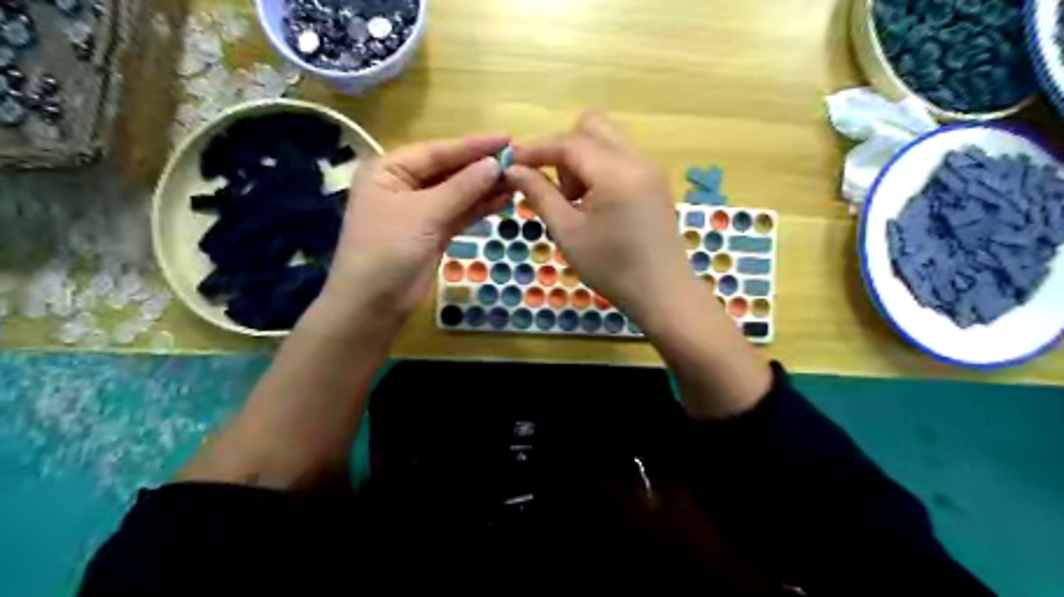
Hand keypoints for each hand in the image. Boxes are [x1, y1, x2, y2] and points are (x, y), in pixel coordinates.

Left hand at [328, 135, 513, 322]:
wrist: (375, 303)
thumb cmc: (389, 249)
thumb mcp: (425, 213)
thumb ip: (462, 188)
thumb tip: (496, 164)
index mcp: (389, 169)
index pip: (437, 151)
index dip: (473, 145)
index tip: (507, 138)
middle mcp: (404, 185)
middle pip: (449, 171)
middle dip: (481, 167)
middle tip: (519, 160)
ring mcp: (420, 210)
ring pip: (457, 193)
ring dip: (485, 188)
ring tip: (518, 180)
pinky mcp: (433, 232)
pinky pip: (460, 213)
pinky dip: (480, 208)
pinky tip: (504, 200)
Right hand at [510, 112, 698, 325]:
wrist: (663, 294)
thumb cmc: (611, 268)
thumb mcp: (567, 233)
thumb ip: (539, 195)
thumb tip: (513, 170)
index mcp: (615, 171)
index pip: (568, 142)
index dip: (535, 150)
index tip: (511, 165)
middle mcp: (637, 159)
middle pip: (592, 127)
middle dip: (564, 149)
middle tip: (556, 189)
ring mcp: (650, 169)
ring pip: (607, 140)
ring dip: (582, 159)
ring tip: (576, 202)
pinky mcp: (656, 183)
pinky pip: (621, 157)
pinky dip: (600, 169)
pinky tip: (596, 205)